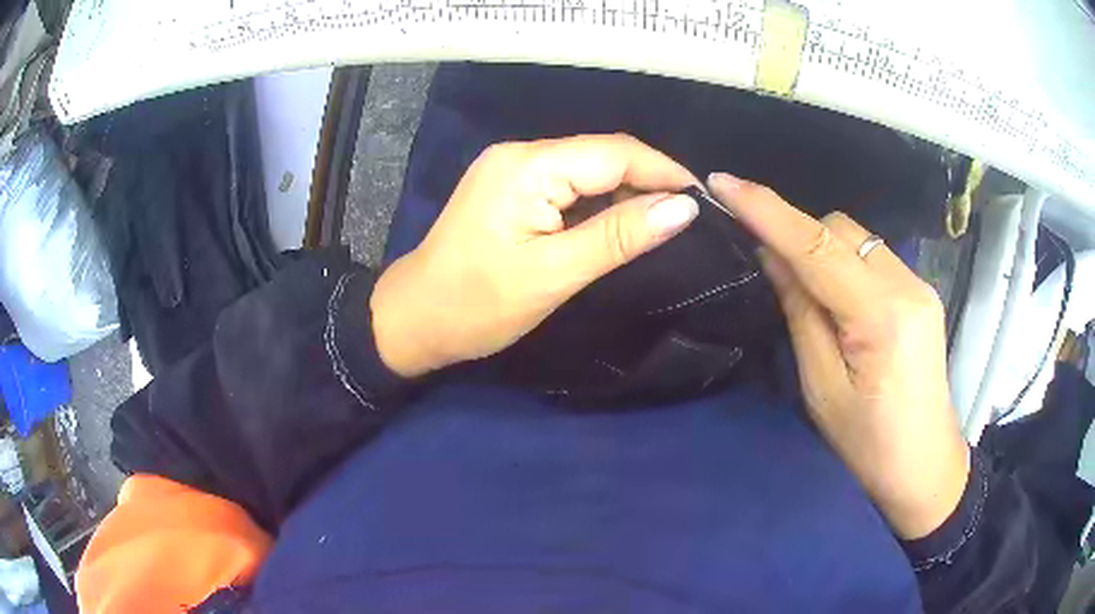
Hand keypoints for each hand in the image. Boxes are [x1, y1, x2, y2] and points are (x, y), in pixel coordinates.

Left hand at [371, 134, 698, 377]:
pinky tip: (623, 222)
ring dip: (628, 192)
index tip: (705, 203)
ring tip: (667, 222)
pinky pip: (569, 183)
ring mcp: (513, 168)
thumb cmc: (476, 305)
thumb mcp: (552, 274)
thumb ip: (618, 236)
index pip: (614, 153)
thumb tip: (684, 208)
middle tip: (690, 219)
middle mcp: (521, 154)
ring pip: (589, 169)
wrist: (415, 318)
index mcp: (528, 166)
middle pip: (603, 155)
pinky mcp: (511, 187)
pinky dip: (601, 201)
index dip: (665, 172)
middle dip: (650, 181)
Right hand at [707, 173, 968, 539]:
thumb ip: (800, 313)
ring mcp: (919, 285)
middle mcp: (907, 285)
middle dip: (798, 233)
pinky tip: (836, 296)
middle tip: (768, 266)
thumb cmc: (868, 446)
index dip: (768, 211)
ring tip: (804, 288)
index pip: (818, 247)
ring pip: (857, 236)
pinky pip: (871, 255)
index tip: (724, 183)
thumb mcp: (822, 389)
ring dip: (821, 247)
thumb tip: (772, 256)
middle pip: (840, 228)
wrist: (924, 467)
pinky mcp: (921, 292)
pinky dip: (843, 261)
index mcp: (882, 317)